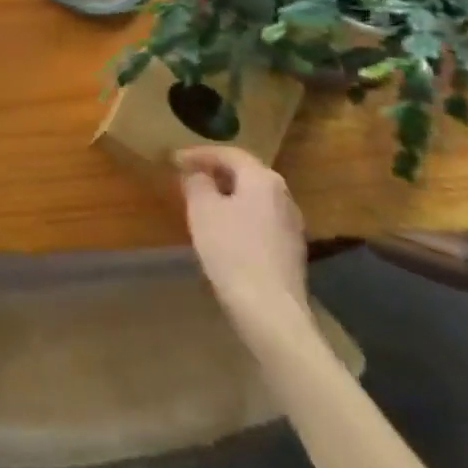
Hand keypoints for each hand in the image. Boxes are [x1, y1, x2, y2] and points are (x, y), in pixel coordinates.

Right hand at [177, 146, 310, 336]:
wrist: (272, 314)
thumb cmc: (232, 252)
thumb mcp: (202, 211)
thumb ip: (197, 184)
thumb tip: (198, 175)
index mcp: (262, 178)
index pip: (228, 153)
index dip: (199, 154)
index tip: (175, 160)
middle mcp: (283, 195)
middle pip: (244, 174)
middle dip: (215, 175)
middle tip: (189, 179)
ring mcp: (291, 225)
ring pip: (254, 199)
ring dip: (228, 198)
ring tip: (204, 206)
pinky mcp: (292, 253)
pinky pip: (260, 222)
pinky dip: (240, 219)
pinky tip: (225, 236)